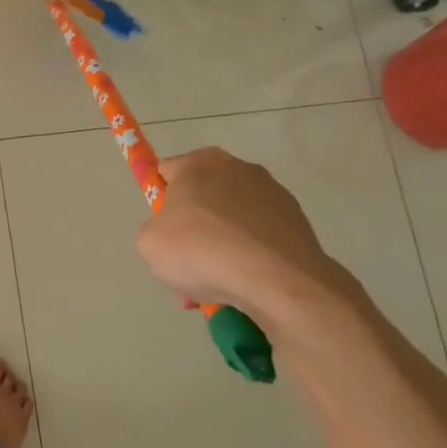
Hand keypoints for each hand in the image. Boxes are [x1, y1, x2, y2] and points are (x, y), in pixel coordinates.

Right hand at [136, 147, 347, 322]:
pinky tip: (246, 283)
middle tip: (189, 262)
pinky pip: (262, 236)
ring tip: (219, 283)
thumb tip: (173, 233)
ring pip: (234, 220)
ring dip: (224, 245)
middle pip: (204, 196)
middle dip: (196, 227)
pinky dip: (252, 255)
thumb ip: (154, 229)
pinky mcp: (298, 220)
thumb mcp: (148, 244)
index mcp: (197, 164)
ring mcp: (273, 192)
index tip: (164, 230)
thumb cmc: (200, 251)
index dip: (161, 201)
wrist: (274, 279)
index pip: (168, 172)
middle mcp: (237, 168)